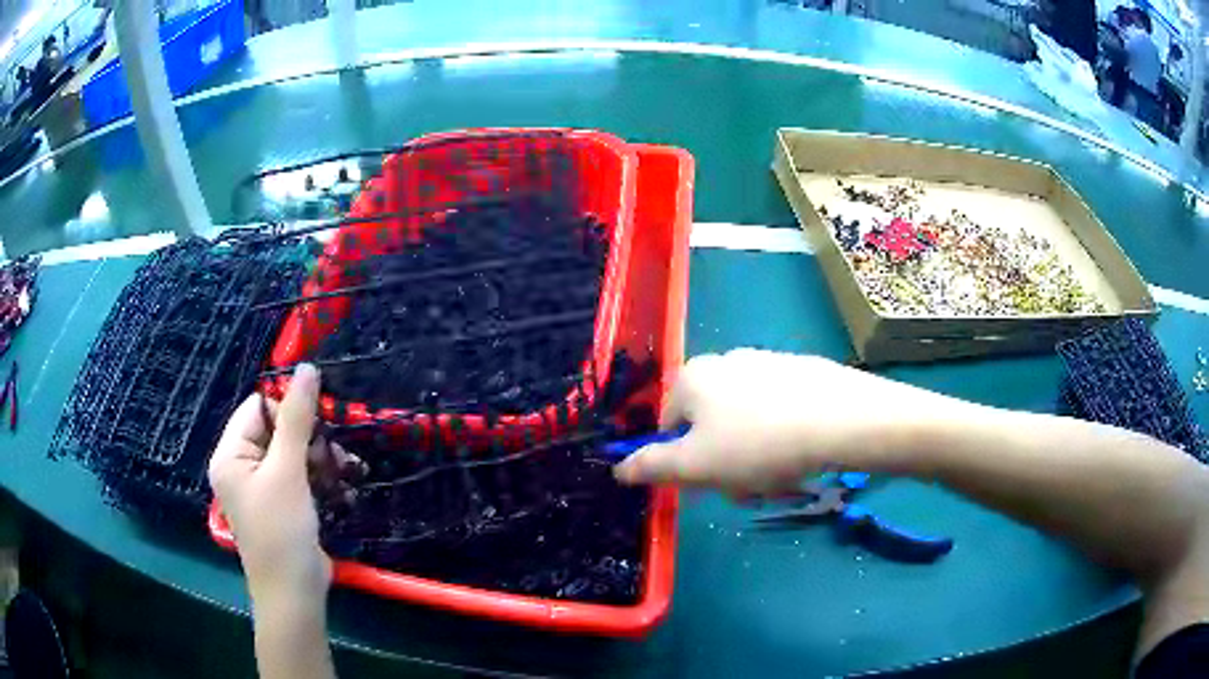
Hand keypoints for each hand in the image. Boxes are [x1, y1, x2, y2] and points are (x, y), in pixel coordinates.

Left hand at [208, 364, 364, 599]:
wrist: (296, 594)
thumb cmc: (282, 531)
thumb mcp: (288, 472)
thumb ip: (297, 419)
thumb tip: (307, 368)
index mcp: (231, 455)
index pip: (258, 408)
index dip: (289, 408)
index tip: (322, 418)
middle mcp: (242, 467)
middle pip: (278, 431)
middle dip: (311, 439)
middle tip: (337, 453)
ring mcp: (263, 488)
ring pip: (295, 455)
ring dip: (323, 460)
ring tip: (349, 472)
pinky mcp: (284, 505)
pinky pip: (302, 477)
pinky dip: (323, 480)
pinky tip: (345, 489)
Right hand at [613, 349, 971, 495]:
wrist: (842, 420)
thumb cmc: (759, 445)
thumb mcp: (696, 466)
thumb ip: (651, 467)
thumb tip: (618, 469)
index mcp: (693, 378)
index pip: (668, 427)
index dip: (684, 462)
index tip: (710, 485)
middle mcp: (726, 361)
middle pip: (709, 426)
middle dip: (724, 464)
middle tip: (747, 488)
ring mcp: (767, 363)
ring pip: (745, 424)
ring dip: (754, 459)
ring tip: (779, 477)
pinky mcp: (801, 372)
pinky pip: (778, 413)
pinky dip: (782, 438)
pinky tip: (803, 456)